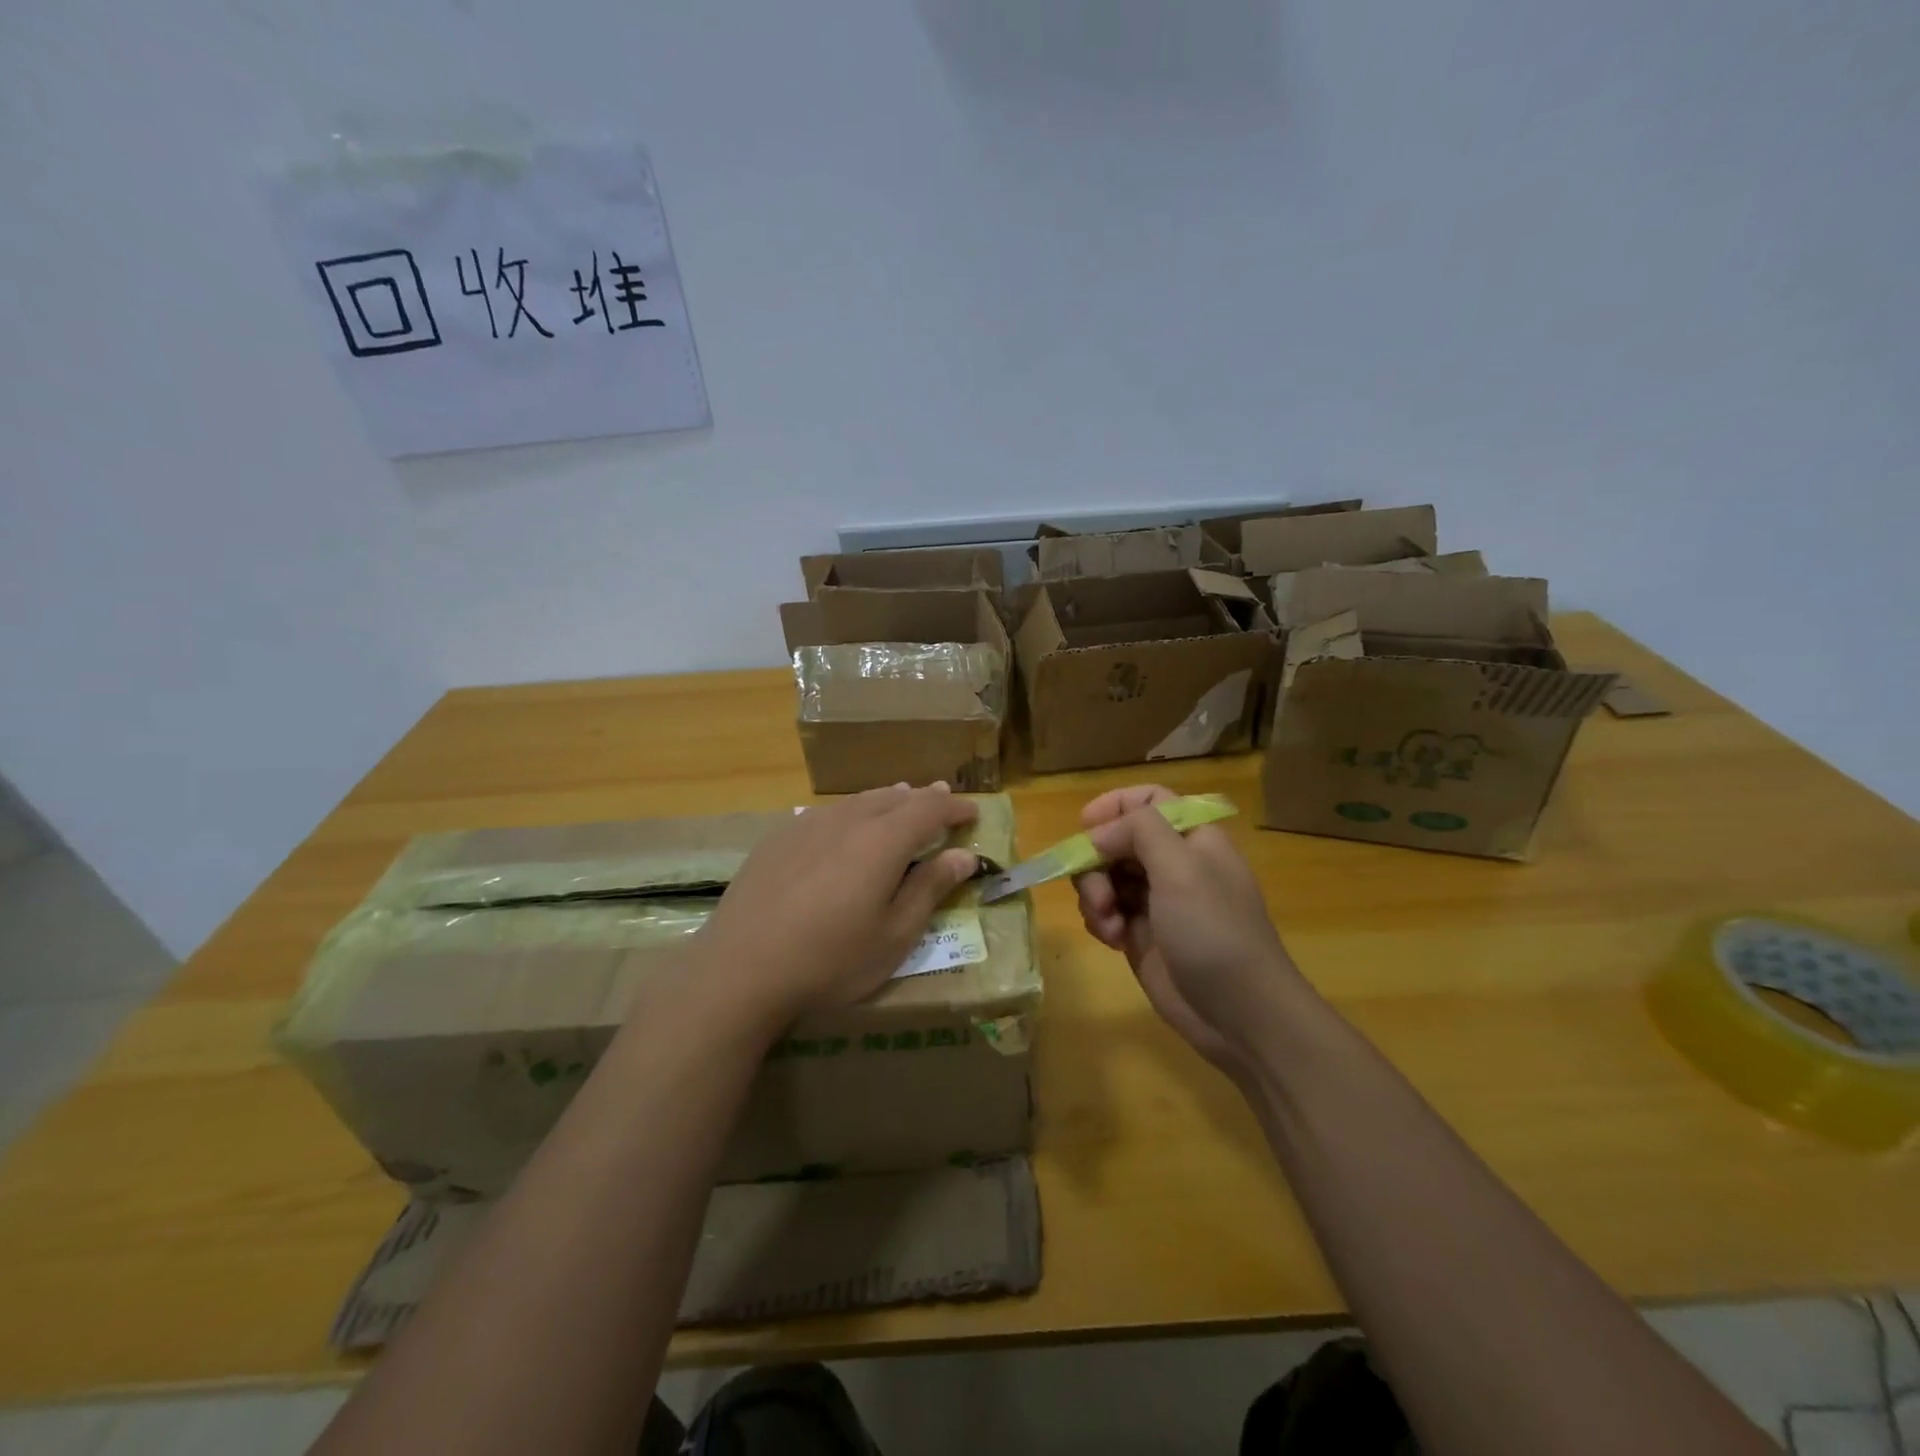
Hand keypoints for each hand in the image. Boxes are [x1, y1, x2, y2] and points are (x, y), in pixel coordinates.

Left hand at [692, 783, 979, 1030]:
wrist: (740, 969)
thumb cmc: (830, 960)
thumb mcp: (893, 936)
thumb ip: (929, 889)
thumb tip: (964, 856)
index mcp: (882, 841)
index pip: (929, 809)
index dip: (954, 807)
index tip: (972, 812)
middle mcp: (847, 821)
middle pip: (893, 798)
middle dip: (923, 798)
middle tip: (941, 798)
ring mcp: (807, 826)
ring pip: (858, 801)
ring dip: (887, 800)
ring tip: (901, 799)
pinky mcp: (778, 839)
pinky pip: (827, 813)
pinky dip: (851, 812)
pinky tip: (845, 827)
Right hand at [1073, 785, 1306, 1076]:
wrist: (1239, 1014)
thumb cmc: (1214, 930)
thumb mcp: (1181, 868)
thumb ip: (1139, 830)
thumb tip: (1099, 832)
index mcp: (1191, 838)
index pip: (1149, 801)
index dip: (1116, 805)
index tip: (1086, 825)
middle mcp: (1172, 864)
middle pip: (1117, 840)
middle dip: (1096, 860)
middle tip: (1098, 891)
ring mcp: (1155, 901)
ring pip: (1105, 876)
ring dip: (1095, 894)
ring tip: (1108, 923)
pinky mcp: (1141, 935)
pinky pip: (1105, 912)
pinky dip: (1101, 921)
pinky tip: (1113, 941)